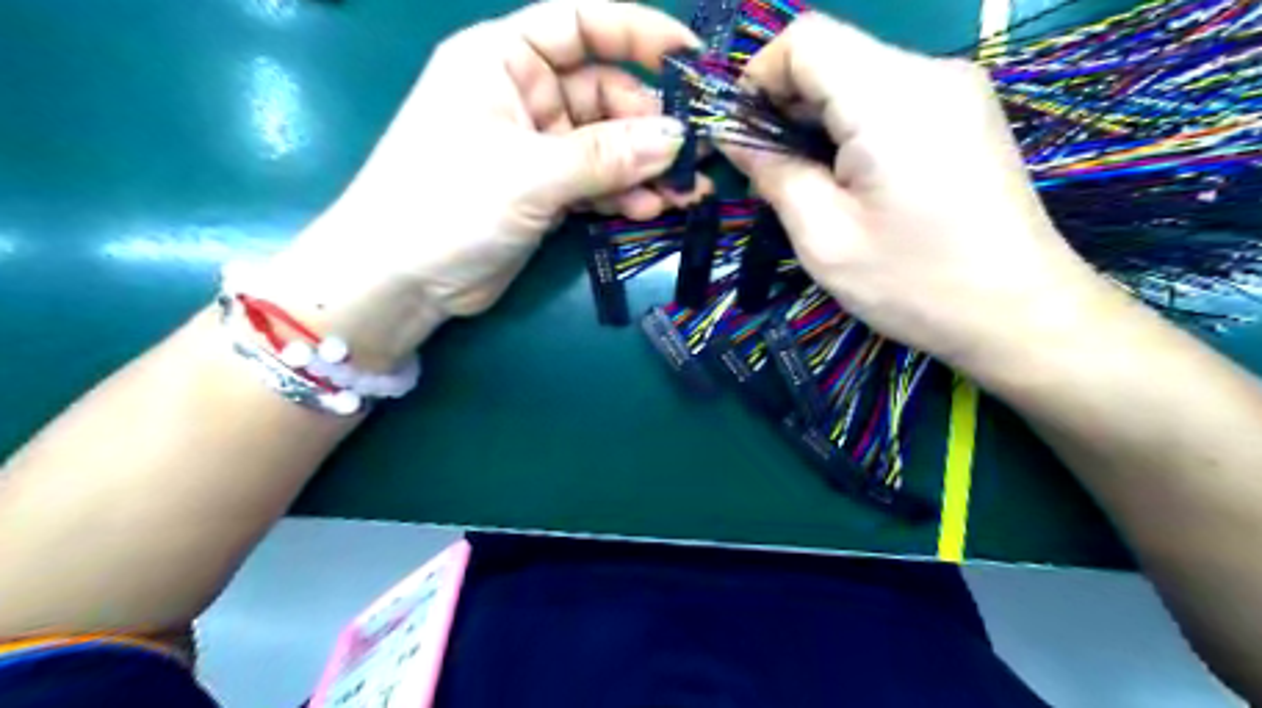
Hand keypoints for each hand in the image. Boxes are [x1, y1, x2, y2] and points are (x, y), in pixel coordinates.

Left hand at [264, 0, 705, 370]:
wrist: (400, 280)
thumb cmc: (447, 203)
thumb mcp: (530, 173)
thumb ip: (606, 156)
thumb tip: (678, 138)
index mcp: (503, 60)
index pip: (580, 24)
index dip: (638, 32)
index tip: (691, 58)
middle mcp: (523, 96)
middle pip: (604, 95)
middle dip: (649, 127)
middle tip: (692, 158)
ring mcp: (535, 149)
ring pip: (605, 147)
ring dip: (643, 169)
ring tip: (681, 194)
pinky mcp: (543, 193)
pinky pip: (595, 184)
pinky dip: (621, 195)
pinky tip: (649, 211)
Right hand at [726, 11, 1106, 375]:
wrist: (1019, 313)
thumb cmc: (915, 283)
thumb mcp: (824, 238)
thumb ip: (772, 173)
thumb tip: (732, 135)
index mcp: (891, 98)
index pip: (805, 39)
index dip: (760, 78)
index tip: (742, 137)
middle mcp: (930, 73)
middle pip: (832, 54)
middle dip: (785, 105)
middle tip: (768, 172)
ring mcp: (955, 90)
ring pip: (858, 76)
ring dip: (817, 121)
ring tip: (808, 182)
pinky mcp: (965, 113)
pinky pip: (888, 98)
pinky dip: (851, 127)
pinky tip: (850, 179)